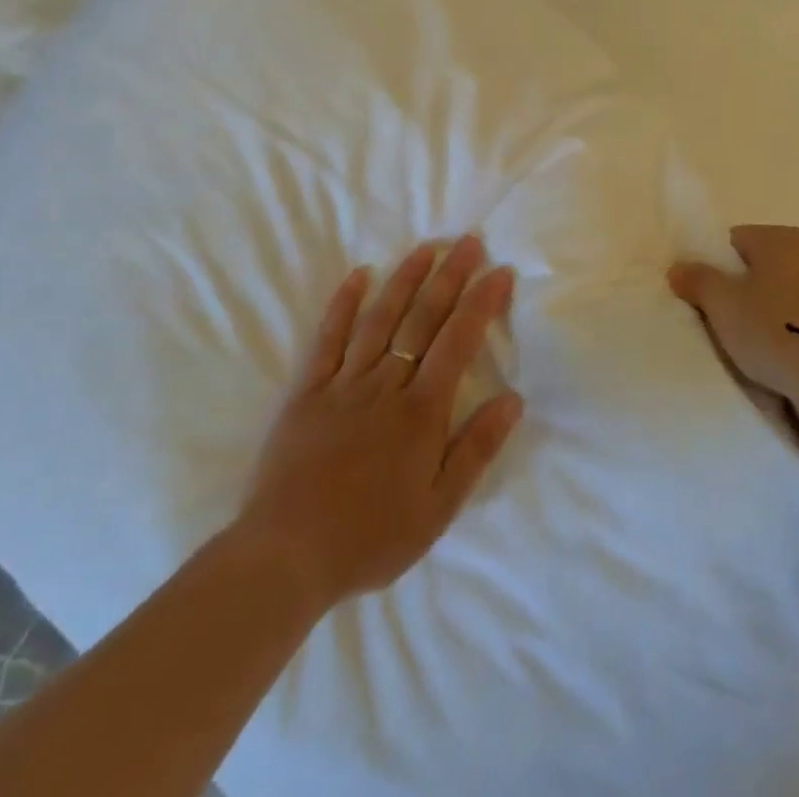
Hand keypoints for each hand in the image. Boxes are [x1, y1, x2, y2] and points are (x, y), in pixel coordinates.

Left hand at [232, 236, 523, 609]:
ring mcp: (344, 383)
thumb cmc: (370, 537)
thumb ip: (476, 450)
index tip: (500, 271)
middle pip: (423, 319)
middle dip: (450, 277)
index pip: (458, 342)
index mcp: (421, 411)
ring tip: (426, 248)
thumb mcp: (438, 508)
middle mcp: (386, 385)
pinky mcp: (307, 391)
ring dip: (405, 280)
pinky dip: (343, 304)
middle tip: (469, 241)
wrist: (286, 557)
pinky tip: (358, 276)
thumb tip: (513, 399)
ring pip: (380, 319)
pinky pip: (328, 338)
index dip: (482, 303)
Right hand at [668, 226, 798, 408]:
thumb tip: (678, 267)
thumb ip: (697, 280)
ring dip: (758, 307)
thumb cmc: (772, 329)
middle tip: (720, 317)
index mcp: (779, 236)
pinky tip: (771, 346)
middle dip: (736, 287)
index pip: (730, 242)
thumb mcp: (722, 304)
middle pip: (753, 265)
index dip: (712, 267)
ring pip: (774, 289)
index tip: (704, 296)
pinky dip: (780, 323)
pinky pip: (793, 310)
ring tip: (745, 337)